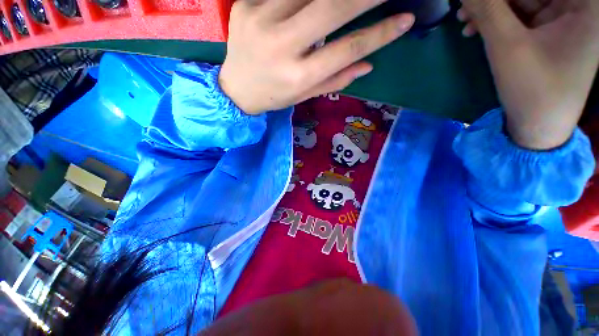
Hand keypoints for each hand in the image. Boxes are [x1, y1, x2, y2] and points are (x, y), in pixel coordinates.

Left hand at [219, 0, 414, 114]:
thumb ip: (335, 80)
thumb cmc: (274, 96)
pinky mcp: (245, 5)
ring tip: (348, 3)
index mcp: (298, 76)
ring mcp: (260, 20)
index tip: (405, 20)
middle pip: (331, 8)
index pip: (347, 49)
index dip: (380, 34)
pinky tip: (311, 4)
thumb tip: (368, 64)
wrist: (236, 89)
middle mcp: (281, 46)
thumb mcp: (304, 95)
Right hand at [459, 0, 598, 149]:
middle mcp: (579, 9)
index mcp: (585, 8)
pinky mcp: (550, 33)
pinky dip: (498, 20)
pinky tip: (476, 29)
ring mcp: (564, 21)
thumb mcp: (508, 46)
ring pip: (522, 1)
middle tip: (465, 8)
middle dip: (495, 0)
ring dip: (492, 9)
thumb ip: (488, 9)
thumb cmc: (533, 89)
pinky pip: (521, 16)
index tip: (476, 0)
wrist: (538, 127)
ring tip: (465, 22)